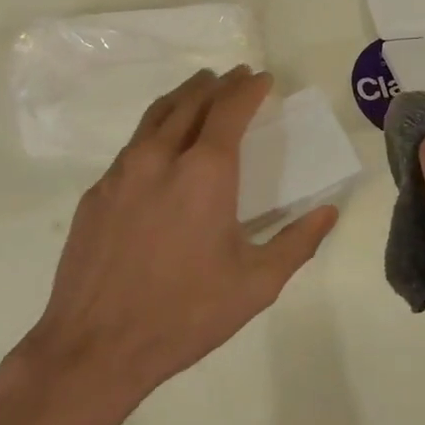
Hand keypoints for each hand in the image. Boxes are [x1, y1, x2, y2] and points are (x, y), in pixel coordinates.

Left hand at [24, 67, 338, 410]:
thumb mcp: (256, 284)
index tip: (262, 79)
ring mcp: (121, 172)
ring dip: (183, 97)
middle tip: (233, 78)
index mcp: (206, 172)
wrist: (96, 346)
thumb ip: (297, 242)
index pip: (230, 108)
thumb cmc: (186, 314)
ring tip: (199, 91)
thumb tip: (328, 212)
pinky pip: (132, 146)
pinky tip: (160, 148)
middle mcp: (161, 157)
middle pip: (191, 101)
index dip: (248, 88)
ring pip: (156, 116)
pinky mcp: (96, 193)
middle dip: (216, 84)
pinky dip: (155, 131)